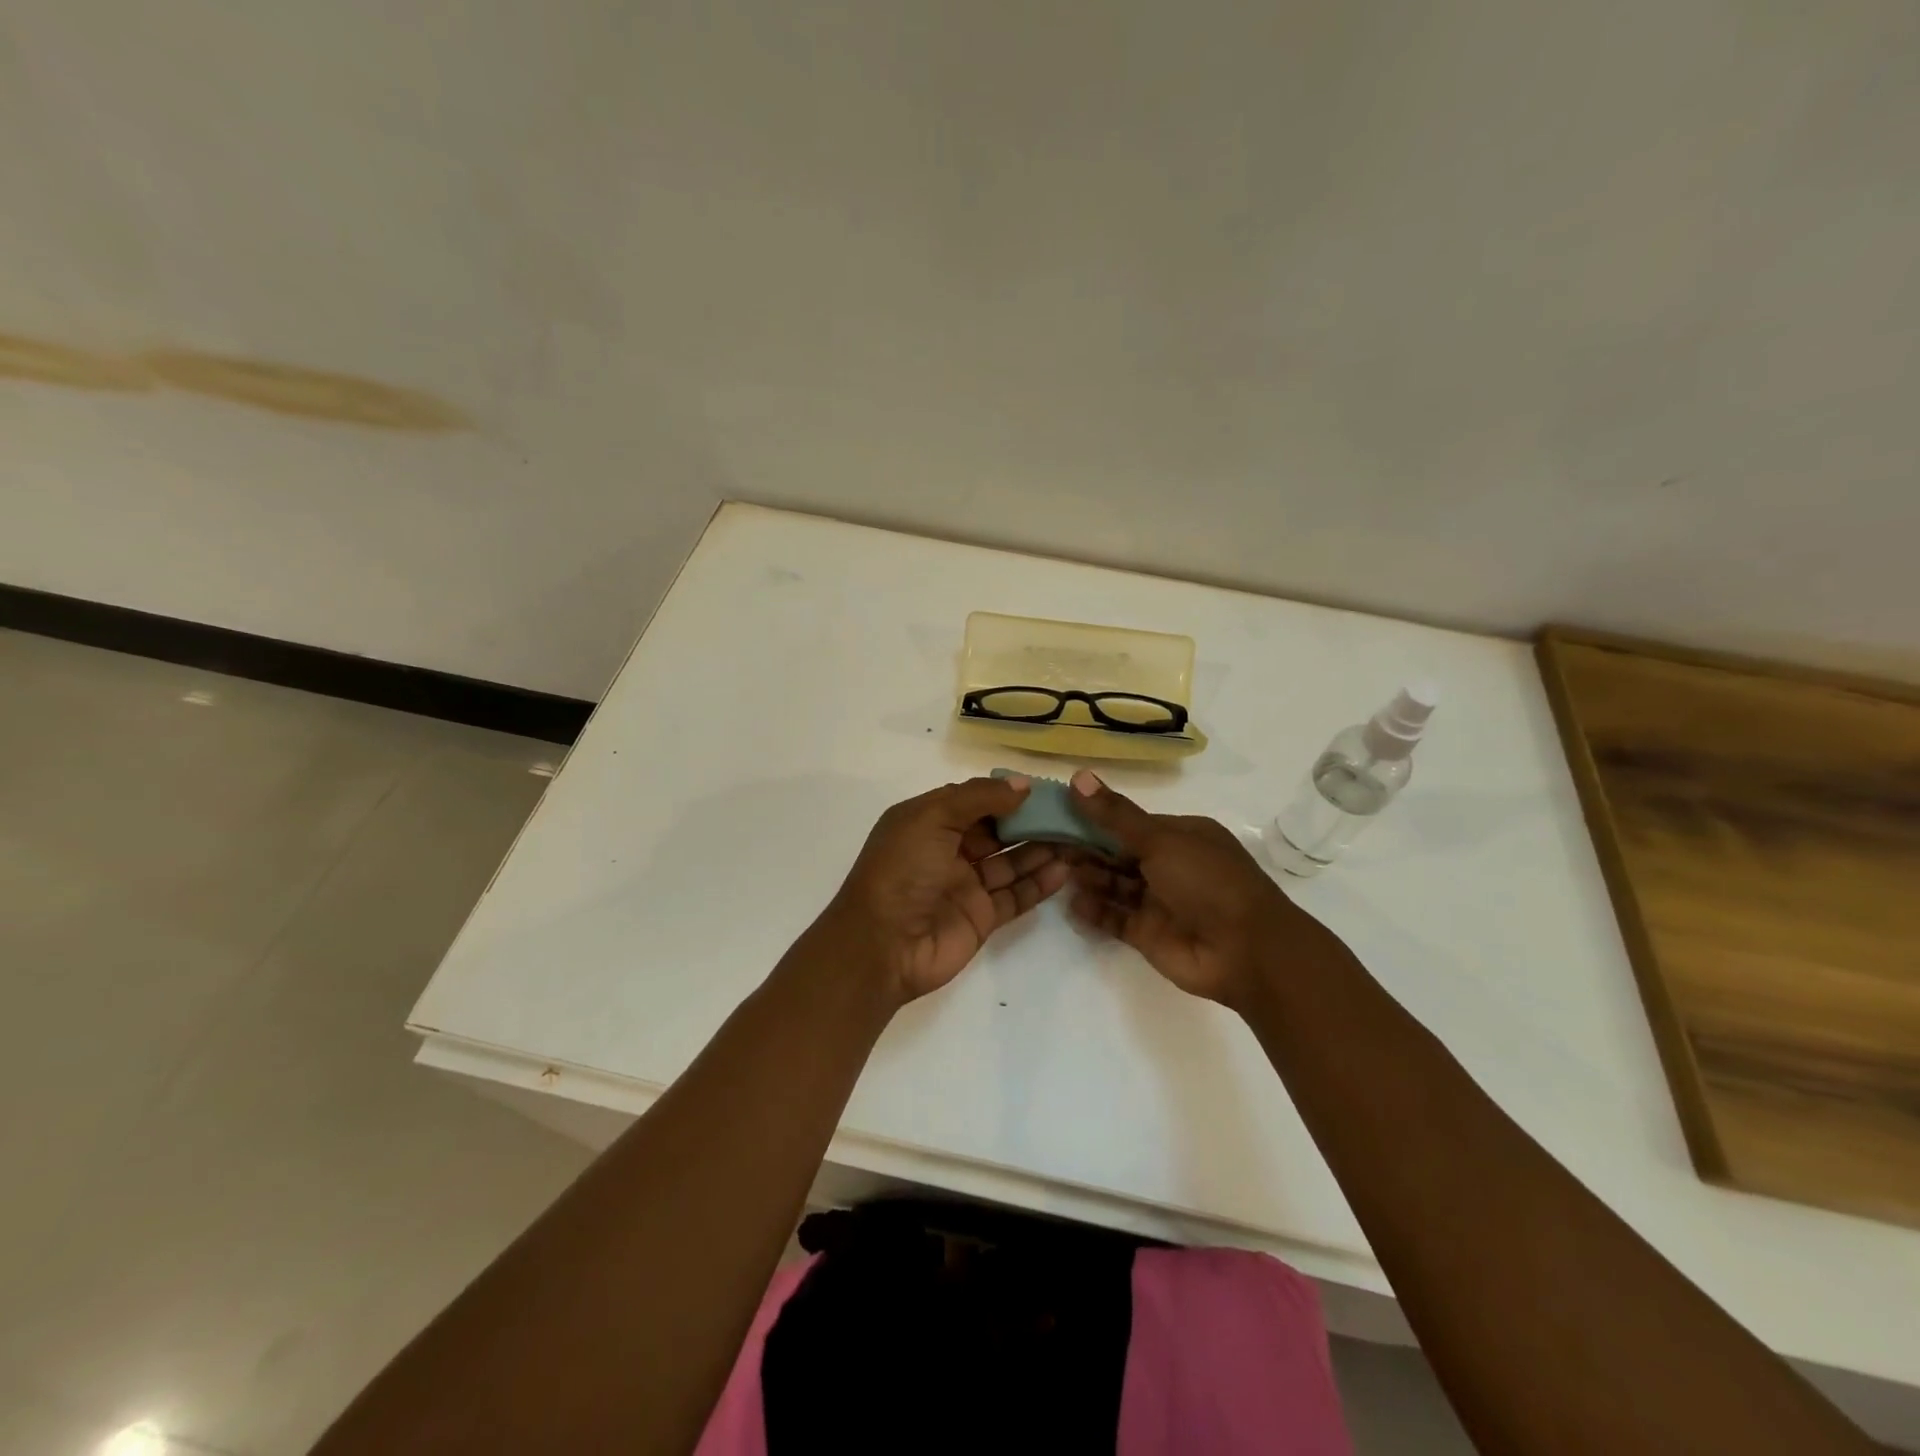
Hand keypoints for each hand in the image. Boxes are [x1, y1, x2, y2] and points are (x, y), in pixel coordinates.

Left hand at [824, 775, 1071, 1005]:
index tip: (1043, 789)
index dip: (1006, 794)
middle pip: (997, 830)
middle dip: (1030, 821)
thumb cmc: (902, 870)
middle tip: (1070, 813)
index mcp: (928, 821)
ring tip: (1077, 838)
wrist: (882, 945)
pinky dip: (1039, 884)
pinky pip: (1016, 895)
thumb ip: (978, 797)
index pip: (973, 800)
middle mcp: (948, 850)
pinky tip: (1064, 870)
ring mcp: (965, 885)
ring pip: (1011, 861)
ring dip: (1041, 850)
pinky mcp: (982, 917)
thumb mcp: (932, 817)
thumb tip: (1022, 785)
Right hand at [1066, 769, 1339, 1009]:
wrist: (1246, 951)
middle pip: (1120, 854)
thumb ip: (1115, 814)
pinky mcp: (1150, 935)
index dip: (1096, 818)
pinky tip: (1071, 903)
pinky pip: (1116, 919)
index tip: (1060, 813)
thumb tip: (1078, 776)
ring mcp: (1160, 902)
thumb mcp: (1160, 839)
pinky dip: (1095, 911)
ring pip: (1116, 885)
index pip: (1131, 823)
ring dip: (1090, 877)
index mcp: (1181, 836)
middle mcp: (1171, 866)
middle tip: (1048, 843)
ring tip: (1057, 870)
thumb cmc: (1207, 881)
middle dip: (1088, 849)